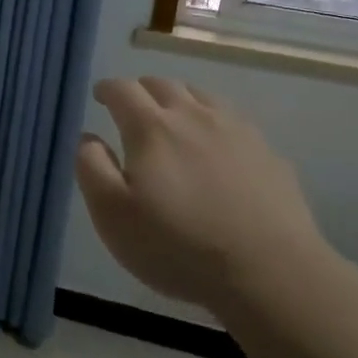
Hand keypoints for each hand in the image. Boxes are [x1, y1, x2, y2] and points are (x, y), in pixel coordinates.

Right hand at [74, 77, 338, 312]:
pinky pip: (233, 121)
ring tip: (173, 119)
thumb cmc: (177, 245)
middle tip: (132, 108)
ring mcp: (236, 130)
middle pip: (163, 85)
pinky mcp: (267, 152)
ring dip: (180, 100)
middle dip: (141, 90)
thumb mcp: (112, 215)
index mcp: (151, 127)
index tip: (99, 96)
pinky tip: (216, 146)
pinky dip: (214, 122)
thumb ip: (92, 167)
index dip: (106, 89)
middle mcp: (194, 116)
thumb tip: (87, 137)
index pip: (122, 90)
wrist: (269, 272)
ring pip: (201, 96)